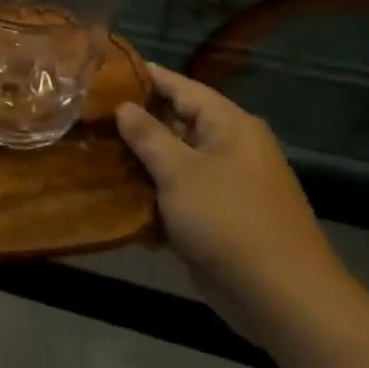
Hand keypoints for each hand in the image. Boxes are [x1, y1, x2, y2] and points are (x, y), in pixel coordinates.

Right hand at [116, 63, 365, 352]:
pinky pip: (179, 195)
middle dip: (134, 122)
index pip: (182, 87)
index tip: (105, 71)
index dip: (146, 77)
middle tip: (88, 115)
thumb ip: (148, 136)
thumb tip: (124, 107)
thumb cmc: (229, 221)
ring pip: (174, 162)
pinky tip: (115, 195)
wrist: (280, 296)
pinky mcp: (218, 218)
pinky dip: (152, 194)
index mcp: (230, 126)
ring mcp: (226, 185)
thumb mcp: (179, 172)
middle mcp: (231, 149)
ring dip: (139, 161)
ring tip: (92, 151)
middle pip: (177, 123)